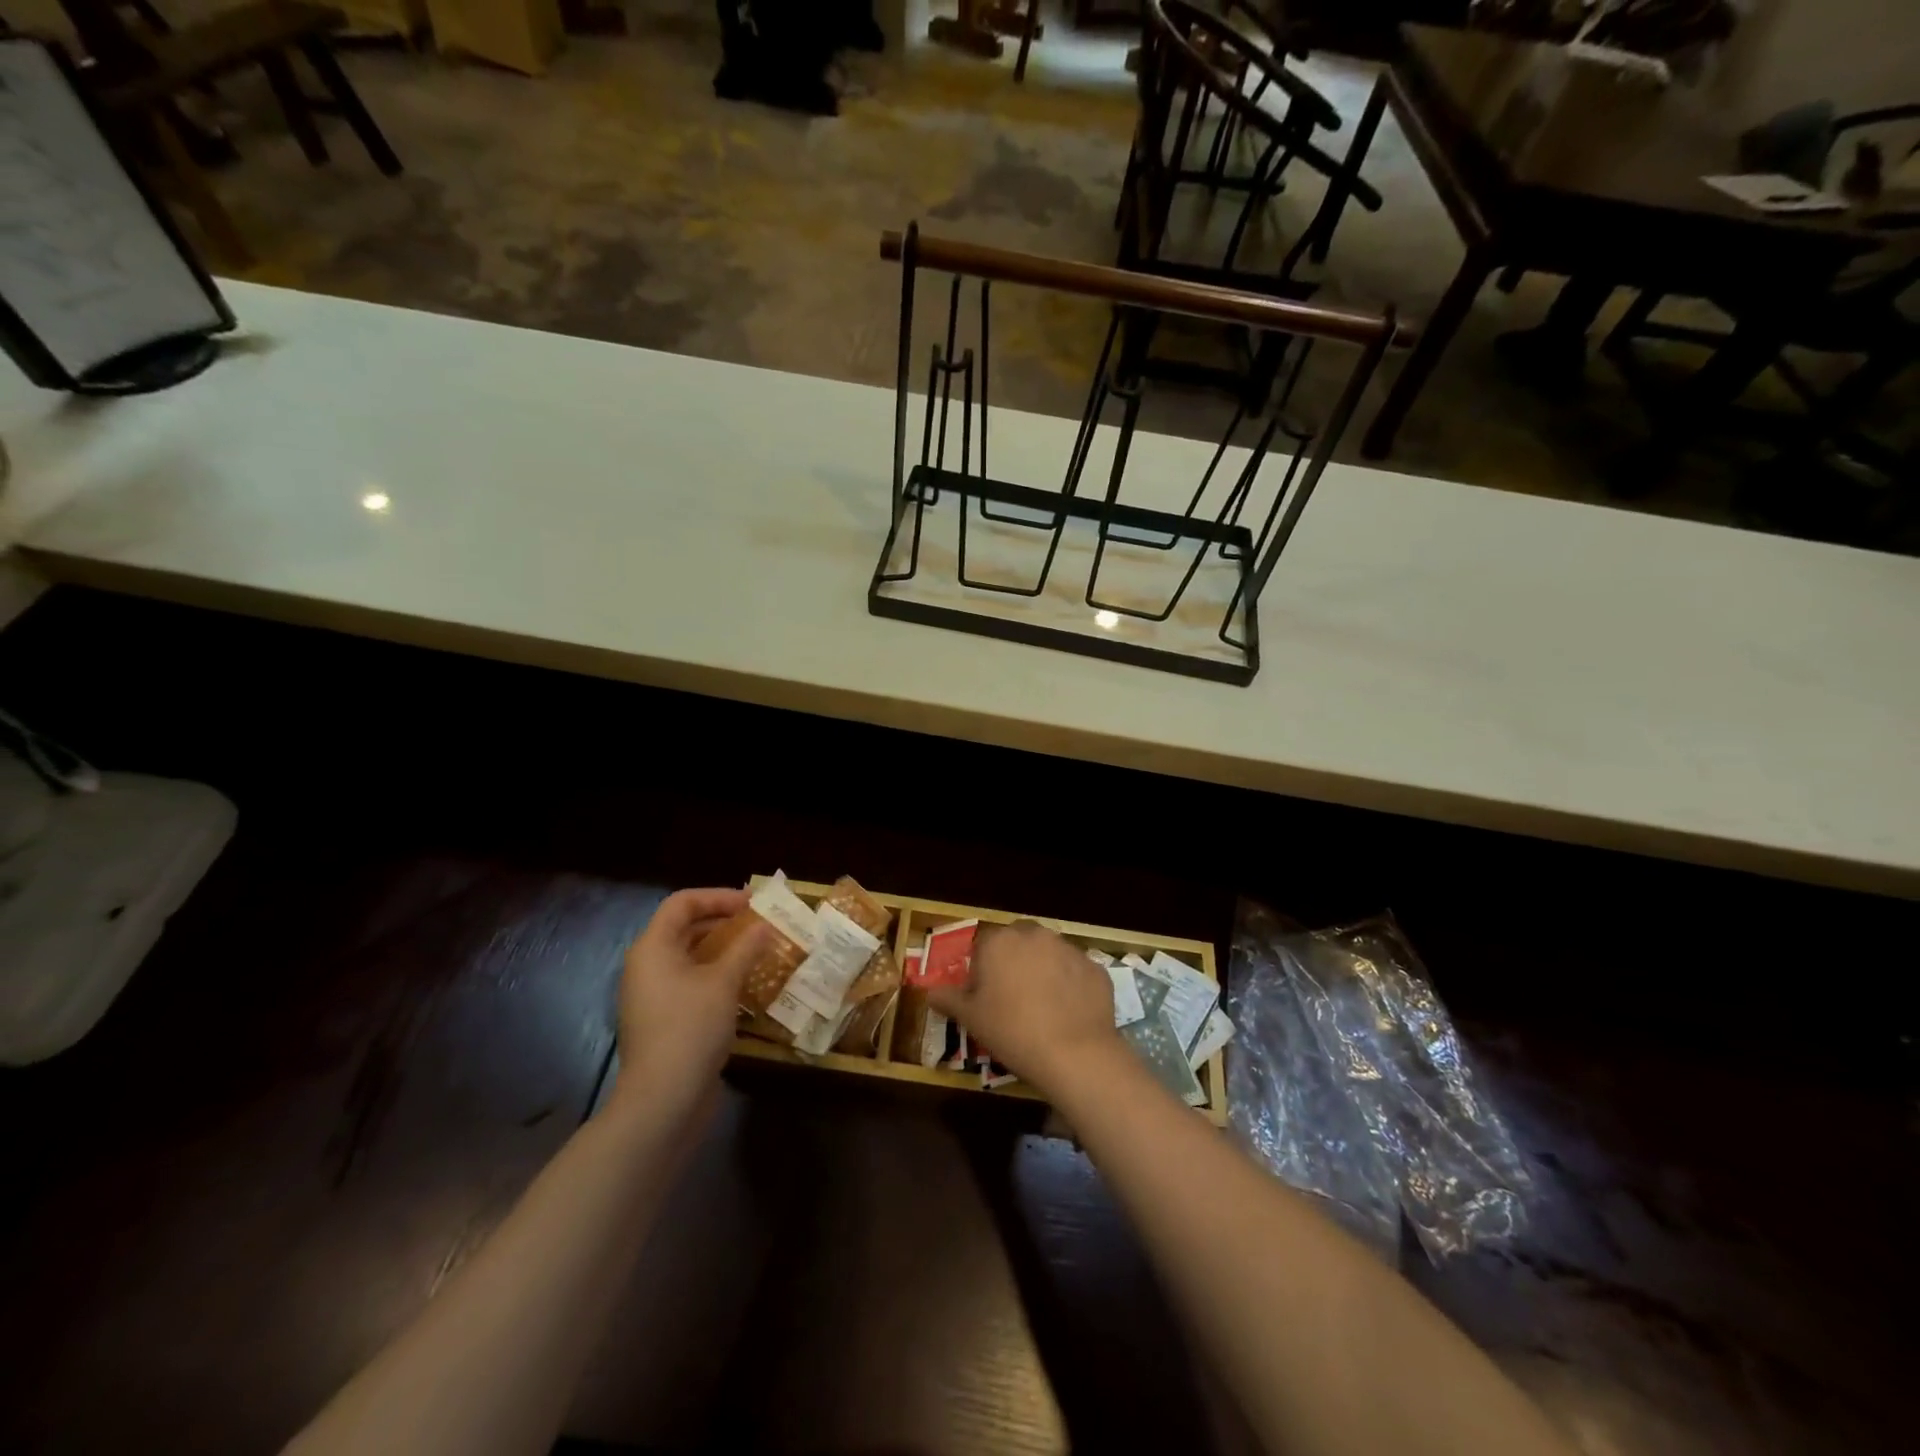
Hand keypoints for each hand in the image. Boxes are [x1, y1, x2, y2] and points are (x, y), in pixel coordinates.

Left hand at [614, 888, 767, 1119]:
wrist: (663, 1100)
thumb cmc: (691, 1028)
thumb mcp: (724, 982)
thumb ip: (746, 948)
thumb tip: (765, 925)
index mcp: (653, 947)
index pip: (682, 903)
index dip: (718, 896)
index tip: (753, 903)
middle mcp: (646, 966)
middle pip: (684, 928)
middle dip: (724, 922)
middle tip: (760, 925)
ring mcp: (652, 996)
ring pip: (690, 958)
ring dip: (724, 950)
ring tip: (758, 952)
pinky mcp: (662, 1020)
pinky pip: (690, 983)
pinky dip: (716, 976)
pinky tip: (745, 986)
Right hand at [928, 920, 1120, 1096]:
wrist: (1074, 1052)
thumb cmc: (1012, 1031)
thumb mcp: (971, 1018)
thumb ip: (948, 999)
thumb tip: (929, 991)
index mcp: (1000, 941)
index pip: (983, 946)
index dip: (982, 971)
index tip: (985, 998)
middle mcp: (1035, 935)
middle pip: (1018, 943)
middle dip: (1014, 963)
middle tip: (1012, 999)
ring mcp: (1069, 948)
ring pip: (1049, 954)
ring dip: (1043, 971)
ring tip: (1042, 1008)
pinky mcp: (1095, 967)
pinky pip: (1075, 972)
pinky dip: (1070, 986)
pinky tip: (1068, 1014)